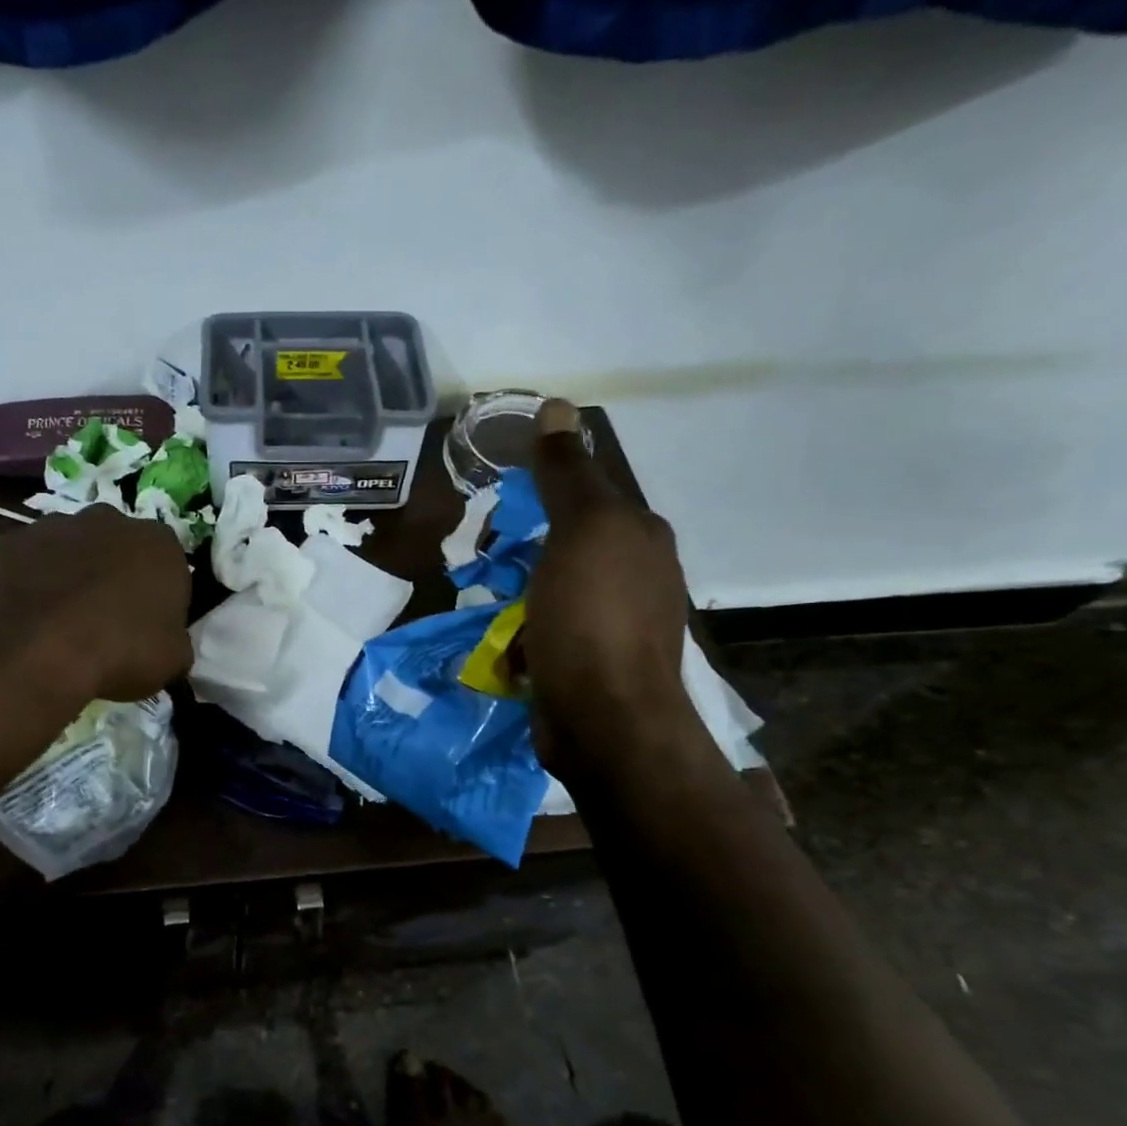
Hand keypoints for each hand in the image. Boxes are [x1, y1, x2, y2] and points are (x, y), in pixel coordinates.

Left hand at [0, 504, 192, 701]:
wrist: (37, 651)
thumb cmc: (121, 651)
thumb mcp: (173, 659)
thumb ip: (175, 640)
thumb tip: (166, 641)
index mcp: (159, 543)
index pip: (169, 566)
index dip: (161, 598)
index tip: (150, 627)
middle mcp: (109, 520)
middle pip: (118, 548)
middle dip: (114, 576)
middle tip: (107, 621)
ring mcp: (54, 526)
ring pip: (70, 550)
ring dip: (71, 575)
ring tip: (62, 623)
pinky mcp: (9, 543)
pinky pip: (27, 564)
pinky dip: (30, 584)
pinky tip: (28, 619)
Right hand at [524, 400, 697, 776]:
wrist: (604, 721)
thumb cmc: (592, 618)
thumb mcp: (581, 531)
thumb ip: (567, 473)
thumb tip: (557, 404)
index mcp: (640, 537)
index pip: (590, 493)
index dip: (545, 492)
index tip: (502, 506)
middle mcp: (638, 575)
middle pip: (572, 543)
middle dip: (528, 546)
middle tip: (486, 554)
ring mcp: (616, 625)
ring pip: (558, 589)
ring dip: (522, 592)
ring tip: (489, 598)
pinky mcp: (592, 665)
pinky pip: (550, 632)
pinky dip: (525, 633)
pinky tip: (506, 643)